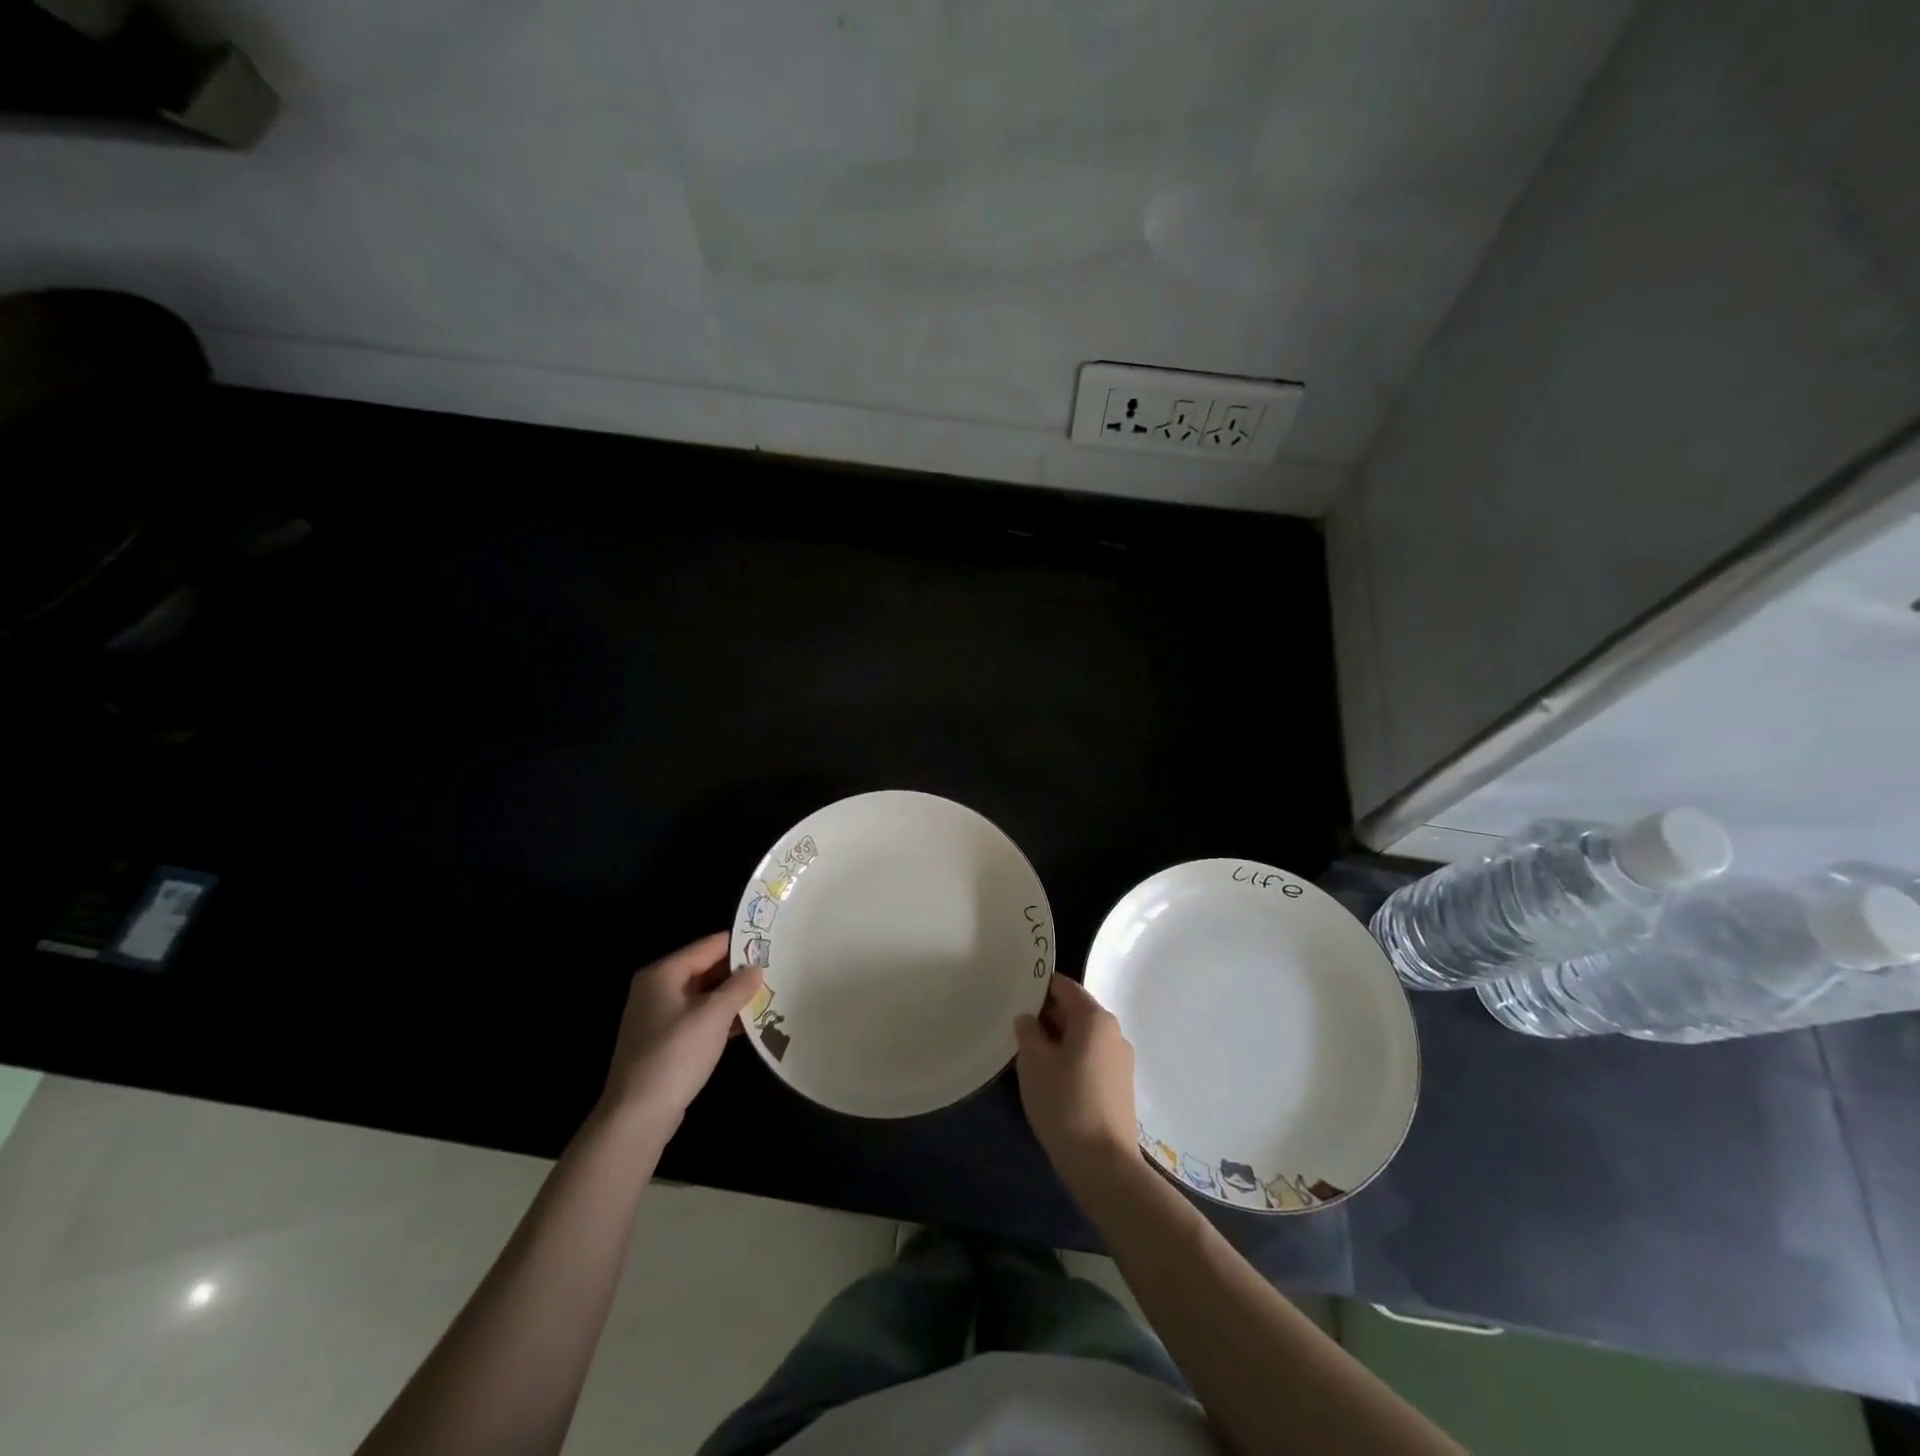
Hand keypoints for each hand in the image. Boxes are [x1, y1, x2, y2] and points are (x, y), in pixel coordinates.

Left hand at [599, 933, 763, 1125]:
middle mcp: (656, 989)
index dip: (740, 943)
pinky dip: (719, 1018)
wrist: (637, 1116)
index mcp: (663, 974)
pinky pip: (697, 1018)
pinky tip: (746, 1024)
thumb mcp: (714, 1015)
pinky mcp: (663, 1042)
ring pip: (703, 996)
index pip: (709, 946)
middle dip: (738, 971)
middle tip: (775, 969)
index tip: (771, 942)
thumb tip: (756, 967)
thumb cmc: (676, 1054)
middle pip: (705, 969)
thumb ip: (738, 987)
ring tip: (768, 994)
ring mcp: (657, 1017)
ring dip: (731, 997)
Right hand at [1014, 975, 1137, 1178]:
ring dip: (1059, 1041)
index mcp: (1095, 1018)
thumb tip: (1029, 1019)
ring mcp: (1121, 1061)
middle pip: (1076, 1011)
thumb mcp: (1033, 1062)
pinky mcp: (1121, 1086)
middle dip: (1048, 1016)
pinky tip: (1054, 1081)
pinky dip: (1072, 1060)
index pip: (1065, 987)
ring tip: (1032, 1057)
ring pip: (1084, 1037)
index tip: (1017, 994)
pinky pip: (1092, 1059)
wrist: (1104, 1164)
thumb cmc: (1064, 1102)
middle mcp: (1114, 1032)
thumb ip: (1028, 1031)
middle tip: (1018, 1029)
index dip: (1040, 987)